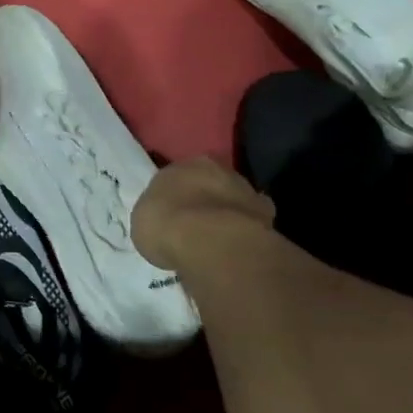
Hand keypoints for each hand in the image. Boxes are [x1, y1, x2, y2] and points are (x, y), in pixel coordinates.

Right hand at [132, 158, 275, 270]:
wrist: (210, 242)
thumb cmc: (166, 224)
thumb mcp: (144, 219)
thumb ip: (158, 213)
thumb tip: (167, 222)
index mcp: (187, 163)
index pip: (179, 175)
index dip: (175, 195)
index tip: (171, 213)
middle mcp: (219, 169)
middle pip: (210, 184)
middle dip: (204, 201)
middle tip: (194, 226)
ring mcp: (246, 190)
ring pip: (233, 201)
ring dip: (227, 215)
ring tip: (216, 241)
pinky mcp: (267, 215)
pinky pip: (251, 223)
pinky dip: (245, 233)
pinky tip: (235, 249)